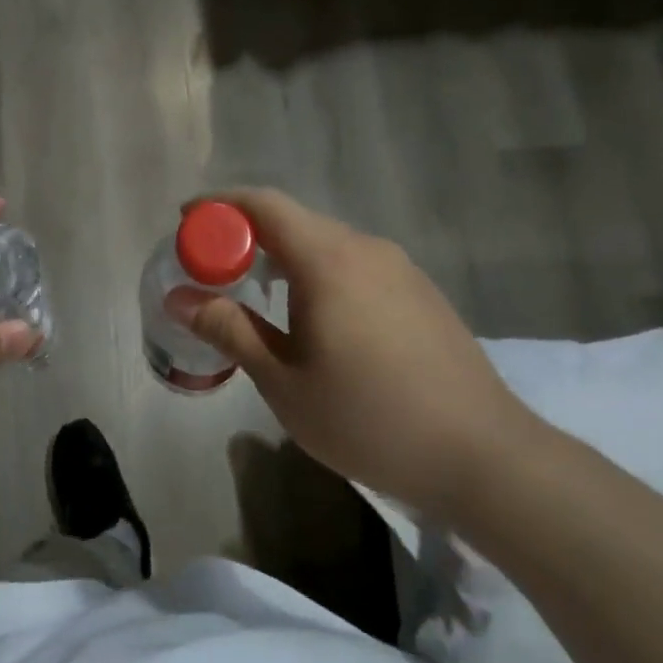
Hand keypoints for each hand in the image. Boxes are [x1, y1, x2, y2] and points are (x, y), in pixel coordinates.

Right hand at [174, 189, 543, 520]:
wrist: (482, 456)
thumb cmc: (368, 419)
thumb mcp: (284, 381)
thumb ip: (230, 330)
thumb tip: (180, 298)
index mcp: (329, 261)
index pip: (264, 205)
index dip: (219, 206)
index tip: (185, 224)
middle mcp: (367, 250)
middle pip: (295, 222)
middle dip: (246, 237)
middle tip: (213, 272)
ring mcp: (401, 270)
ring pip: (327, 245)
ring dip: (284, 259)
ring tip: (258, 299)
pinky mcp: (421, 294)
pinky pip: (355, 266)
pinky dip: (319, 276)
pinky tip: (315, 321)